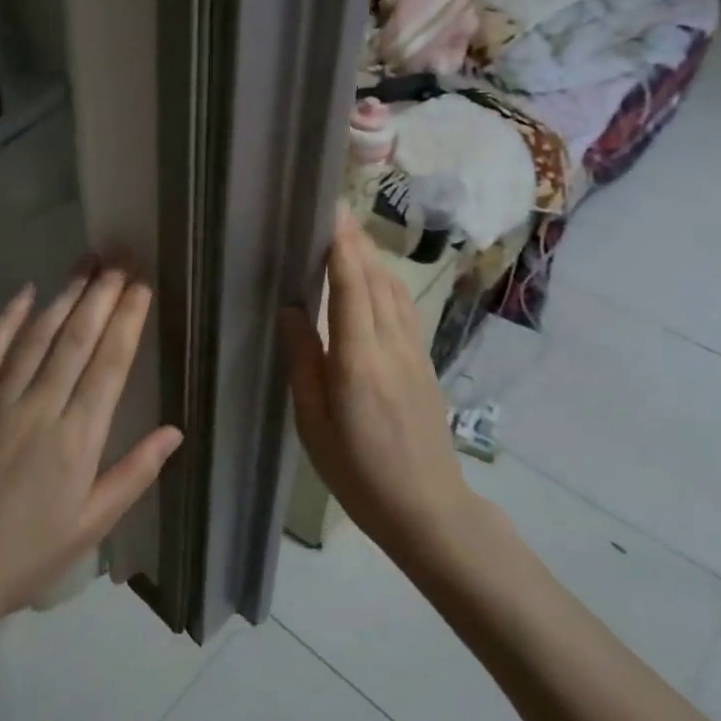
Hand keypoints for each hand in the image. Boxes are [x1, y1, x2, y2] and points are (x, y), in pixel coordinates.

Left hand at [0, 263, 183, 631]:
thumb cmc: (25, 556)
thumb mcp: (90, 527)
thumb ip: (134, 474)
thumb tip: (175, 432)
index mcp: (77, 440)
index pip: (109, 366)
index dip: (127, 321)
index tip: (141, 287)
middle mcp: (39, 409)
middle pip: (75, 340)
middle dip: (101, 296)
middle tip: (120, 261)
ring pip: (37, 337)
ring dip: (64, 296)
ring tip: (86, 264)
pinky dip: (7, 319)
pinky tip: (24, 291)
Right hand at [282, 207, 488, 567]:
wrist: (428, 508)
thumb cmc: (358, 473)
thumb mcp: (314, 424)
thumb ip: (304, 361)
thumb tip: (291, 309)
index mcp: (358, 361)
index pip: (351, 287)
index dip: (342, 246)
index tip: (330, 212)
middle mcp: (391, 346)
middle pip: (375, 279)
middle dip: (356, 242)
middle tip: (333, 212)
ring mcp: (414, 352)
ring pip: (394, 290)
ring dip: (373, 258)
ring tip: (350, 237)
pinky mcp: (424, 362)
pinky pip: (405, 308)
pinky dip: (387, 281)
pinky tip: (375, 279)